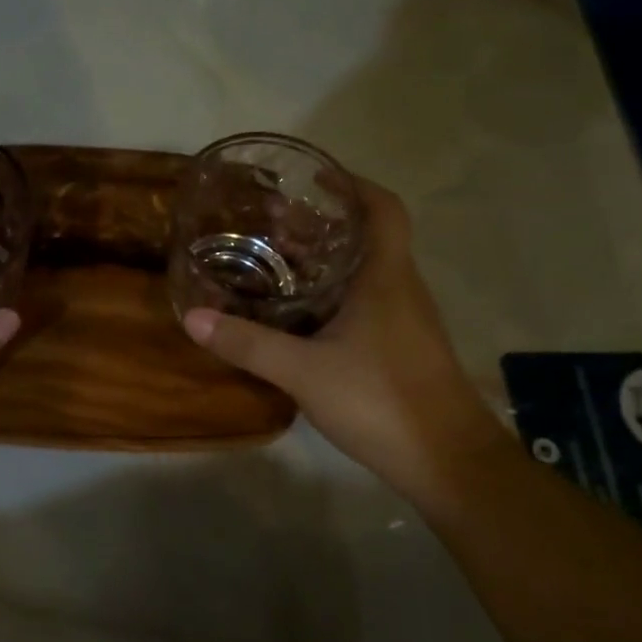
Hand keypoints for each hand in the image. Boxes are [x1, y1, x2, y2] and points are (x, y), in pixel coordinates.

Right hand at [182, 177, 507, 500]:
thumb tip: (193, 317)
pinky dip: (331, 295)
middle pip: (366, 238)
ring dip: (324, 261)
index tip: (313, 178)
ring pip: (363, 273)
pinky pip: (363, 303)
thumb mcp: (303, 371)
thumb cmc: (382, 400)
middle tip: (271, 223)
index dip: (353, 185)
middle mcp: (400, 290)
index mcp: (385, 278)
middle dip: (321, 224)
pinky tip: (298, 315)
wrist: (449, 463)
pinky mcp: (401, 348)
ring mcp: (404, 321)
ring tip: (274, 261)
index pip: (383, 209)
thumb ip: (248, 343)